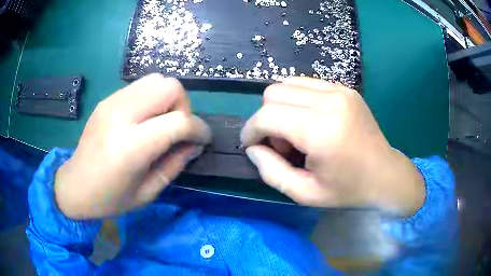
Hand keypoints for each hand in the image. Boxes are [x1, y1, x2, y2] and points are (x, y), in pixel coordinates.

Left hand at [55, 74, 210, 218]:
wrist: (74, 186)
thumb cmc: (110, 199)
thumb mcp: (147, 193)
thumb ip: (174, 165)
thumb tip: (194, 144)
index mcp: (130, 147)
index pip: (178, 122)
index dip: (199, 129)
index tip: (202, 139)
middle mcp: (121, 116)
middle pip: (170, 87)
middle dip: (183, 107)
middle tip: (177, 130)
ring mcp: (111, 103)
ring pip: (156, 79)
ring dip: (167, 98)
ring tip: (160, 122)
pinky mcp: (107, 100)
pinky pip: (140, 85)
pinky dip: (151, 97)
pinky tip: (144, 119)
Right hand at [241, 77, 424, 216]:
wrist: (385, 174)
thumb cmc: (348, 190)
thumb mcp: (305, 194)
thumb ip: (271, 172)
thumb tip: (252, 149)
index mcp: (320, 130)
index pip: (267, 116)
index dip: (251, 130)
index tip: (251, 145)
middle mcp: (329, 101)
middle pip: (273, 93)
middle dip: (266, 119)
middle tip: (281, 144)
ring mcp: (339, 90)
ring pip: (287, 84)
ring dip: (281, 107)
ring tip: (296, 131)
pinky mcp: (344, 88)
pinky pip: (306, 84)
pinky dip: (297, 100)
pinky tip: (309, 121)